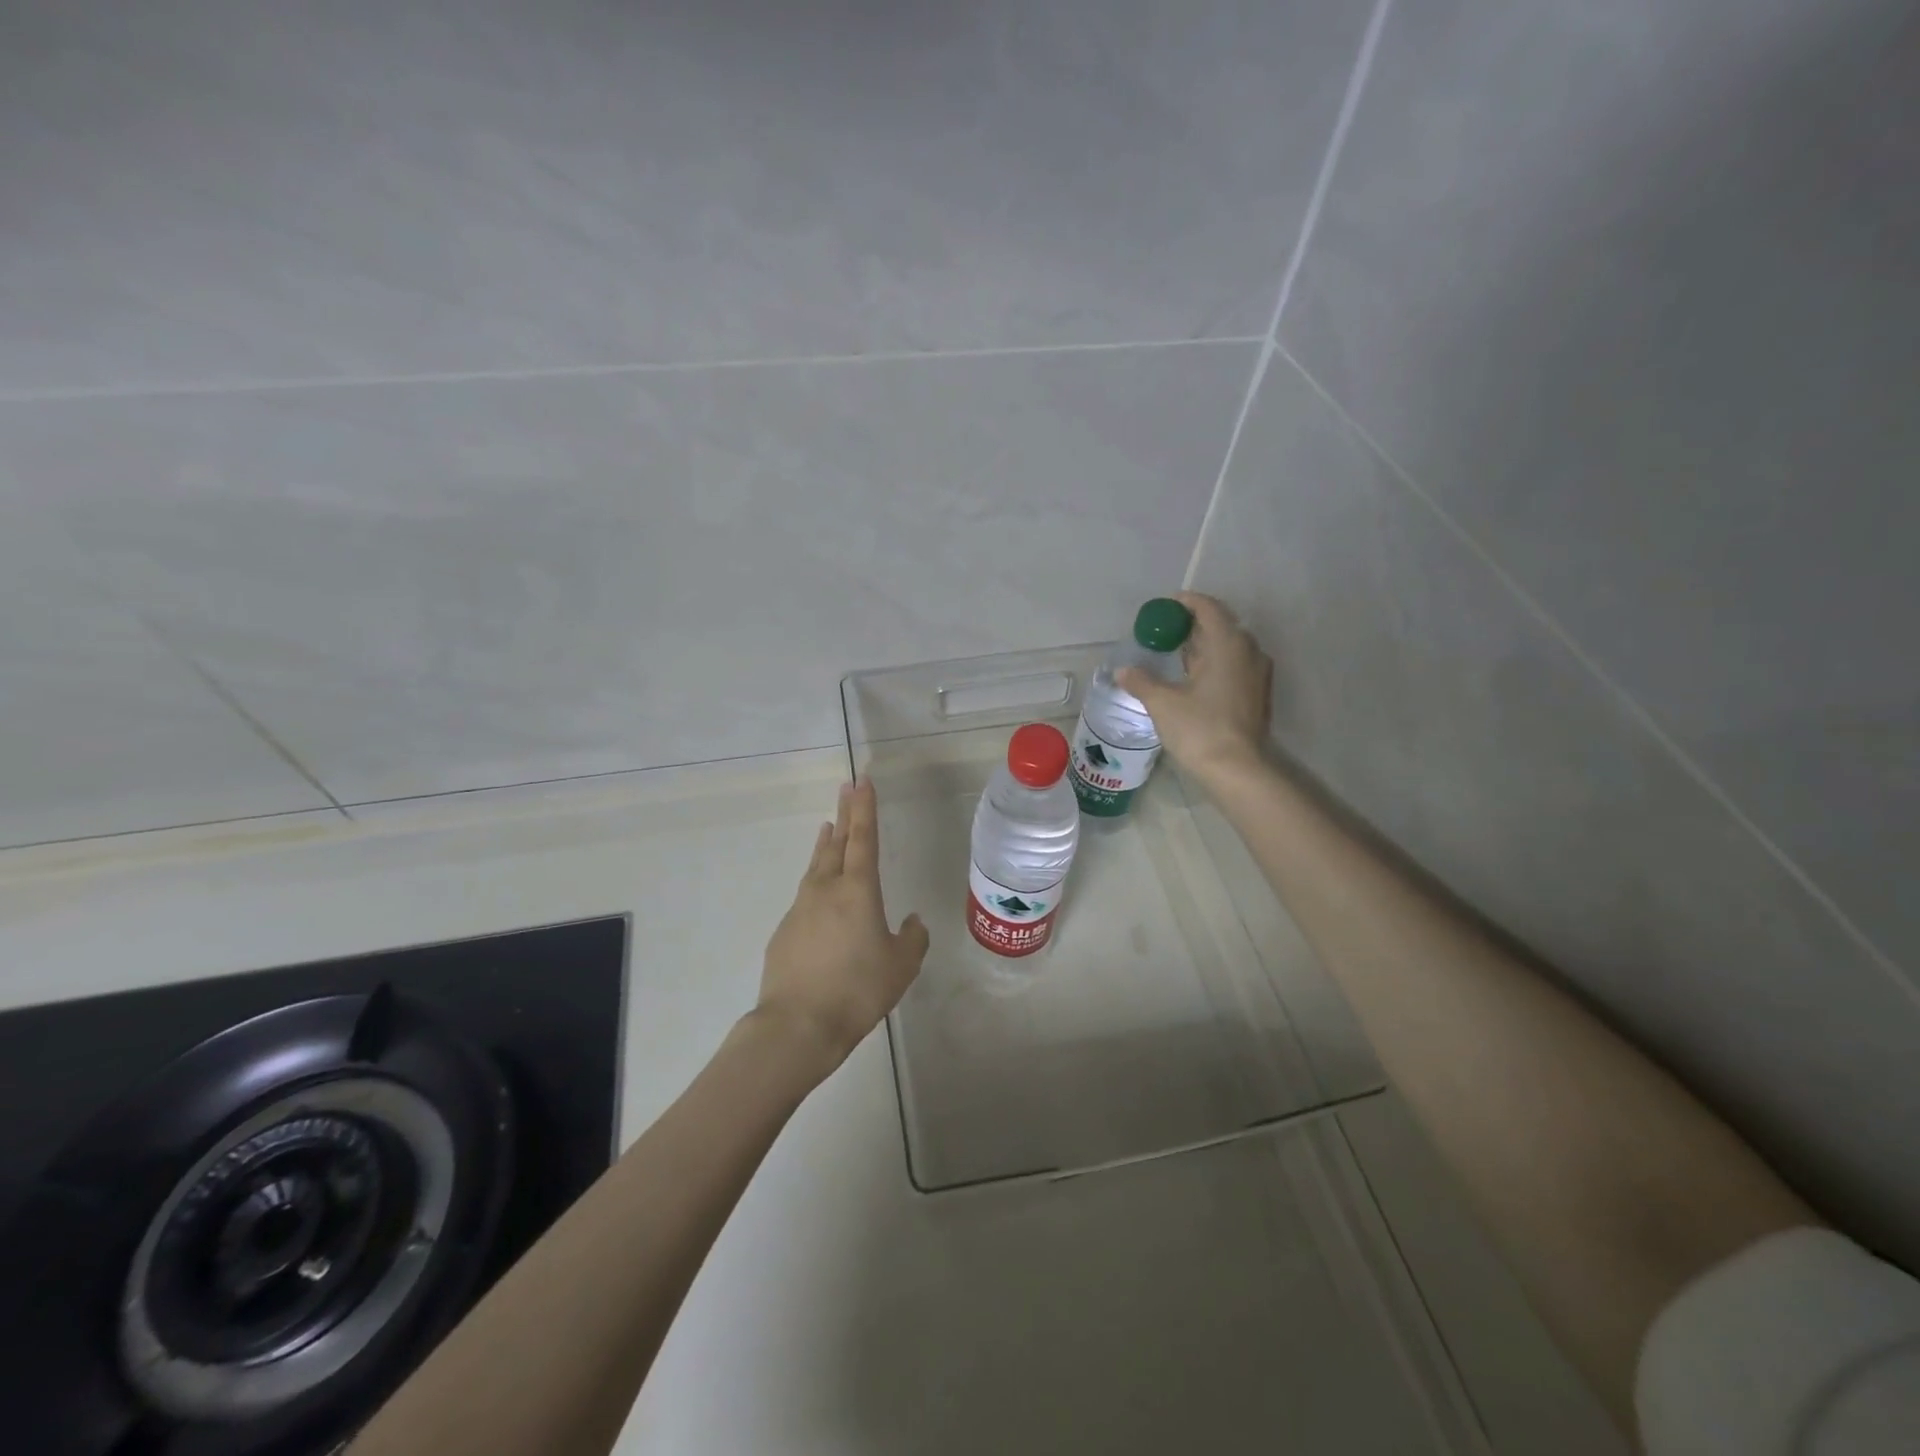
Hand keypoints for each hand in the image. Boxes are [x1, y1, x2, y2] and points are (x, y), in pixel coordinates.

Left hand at [754, 779, 928, 1072]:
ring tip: (828, 827)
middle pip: (837, 843)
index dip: (865, 808)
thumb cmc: (858, 990)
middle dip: (844, 814)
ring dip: (826, 844)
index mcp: (858, 890)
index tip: (862, 781)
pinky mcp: (785, 932)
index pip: (864, 838)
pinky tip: (820, 894)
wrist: (798, 1025)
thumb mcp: (901, 967)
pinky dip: (815, 881)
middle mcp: (826, 889)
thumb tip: (911, 921)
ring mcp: (801, 908)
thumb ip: (912, 939)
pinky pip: (806, 896)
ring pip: (817, 866)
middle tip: (846, 788)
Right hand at [1116, 591, 1272, 788]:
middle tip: (1165, 630)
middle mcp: (1248, 652)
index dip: (1186, 603)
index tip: (1165, 606)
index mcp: (1227, 644)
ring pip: (1228, 647)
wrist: (1237, 770)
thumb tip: (1123, 671)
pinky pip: (1233, 665)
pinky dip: (1213, 663)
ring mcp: (1256, 674)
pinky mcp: (1256, 695)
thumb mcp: (1162, 703)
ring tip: (1175, 653)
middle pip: (1221, 625)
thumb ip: (1141, 681)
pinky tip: (1192, 678)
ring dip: (1203, 645)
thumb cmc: (1200, 729)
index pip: (1208, 608)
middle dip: (1192, 624)